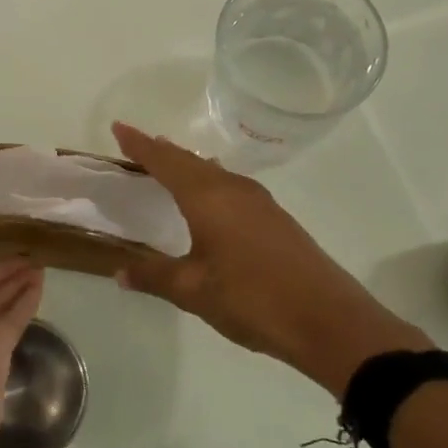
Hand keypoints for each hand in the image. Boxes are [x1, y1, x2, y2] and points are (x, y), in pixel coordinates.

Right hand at [110, 122, 428, 393]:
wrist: (329, 320)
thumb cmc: (252, 299)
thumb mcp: (193, 291)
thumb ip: (154, 275)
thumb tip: (119, 270)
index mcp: (208, 197)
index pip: (165, 161)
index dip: (139, 145)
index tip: (118, 127)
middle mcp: (233, 189)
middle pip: (190, 161)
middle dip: (162, 152)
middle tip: (137, 146)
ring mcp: (259, 202)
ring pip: (213, 171)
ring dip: (188, 166)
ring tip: (168, 165)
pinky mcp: (275, 218)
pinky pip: (230, 185)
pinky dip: (208, 182)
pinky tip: (209, 198)